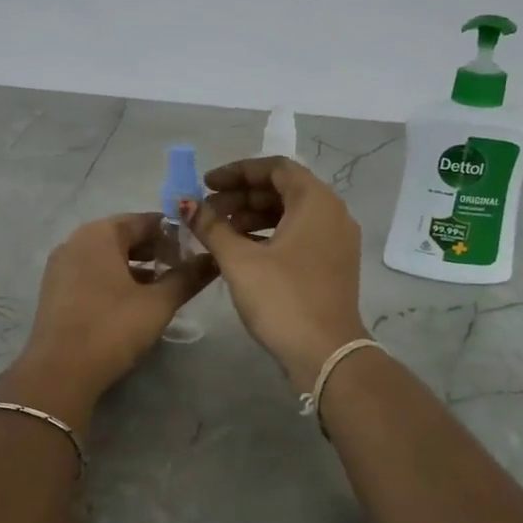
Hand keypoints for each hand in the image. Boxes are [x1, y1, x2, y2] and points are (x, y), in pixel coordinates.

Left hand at [16, 213, 216, 416]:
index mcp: (99, 233)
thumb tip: (214, 260)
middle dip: (155, 250)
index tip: (196, 251)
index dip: (174, 233)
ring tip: (163, 287)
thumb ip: (187, 277)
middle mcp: (76, 241)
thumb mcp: (158, 303)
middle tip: (183, 270)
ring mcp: (61, 265)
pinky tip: (133, 302)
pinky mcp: (54, 290)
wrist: (59, 373)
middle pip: (124, 236)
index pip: (145, 220)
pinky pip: (91, 272)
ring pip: (107, 256)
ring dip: (136, 266)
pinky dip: (114, 279)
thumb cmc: (112, 328)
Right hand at [187, 157, 370, 390]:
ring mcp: (336, 240)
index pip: (275, 168)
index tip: (206, 184)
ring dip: (253, 217)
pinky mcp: (332, 264)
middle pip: (283, 189)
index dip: (237, 172)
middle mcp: (332, 213)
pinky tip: (240, 250)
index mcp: (316, 201)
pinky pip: (298, 235)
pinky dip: (269, 235)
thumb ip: (211, 227)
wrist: (325, 354)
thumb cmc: (282, 298)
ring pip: (290, 213)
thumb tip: (187, 204)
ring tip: (218, 231)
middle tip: (208, 211)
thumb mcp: (239, 260)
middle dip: (242, 196)